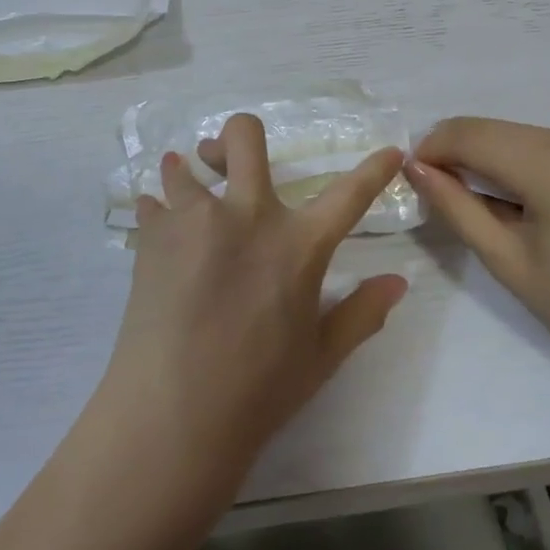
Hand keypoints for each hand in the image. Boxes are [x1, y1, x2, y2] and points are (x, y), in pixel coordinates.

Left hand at [96, 114, 408, 492]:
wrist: (173, 413)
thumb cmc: (258, 389)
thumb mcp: (320, 356)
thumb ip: (362, 313)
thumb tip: (398, 282)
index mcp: (298, 244)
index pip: (350, 194)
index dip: (375, 170)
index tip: (390, 151)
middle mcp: (247, 214)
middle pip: (244, 135)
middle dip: (238, 136)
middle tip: (230, 161)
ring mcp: (195, 220)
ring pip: (184, 165)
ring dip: (189, 173)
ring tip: (188, 193)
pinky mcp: (152, 237)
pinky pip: (151, 204)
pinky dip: (158, 212)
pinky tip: (161, 235)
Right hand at [404, 118, 549, 393]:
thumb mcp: (504, 259)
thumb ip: (454, 205)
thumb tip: (415, 166)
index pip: (473, 134)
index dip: (435, 146)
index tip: (416, 171)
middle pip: (506, 133)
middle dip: (470, 155)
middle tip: (450, 190)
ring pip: (540, 139)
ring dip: (512, 161)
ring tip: (512, 207)